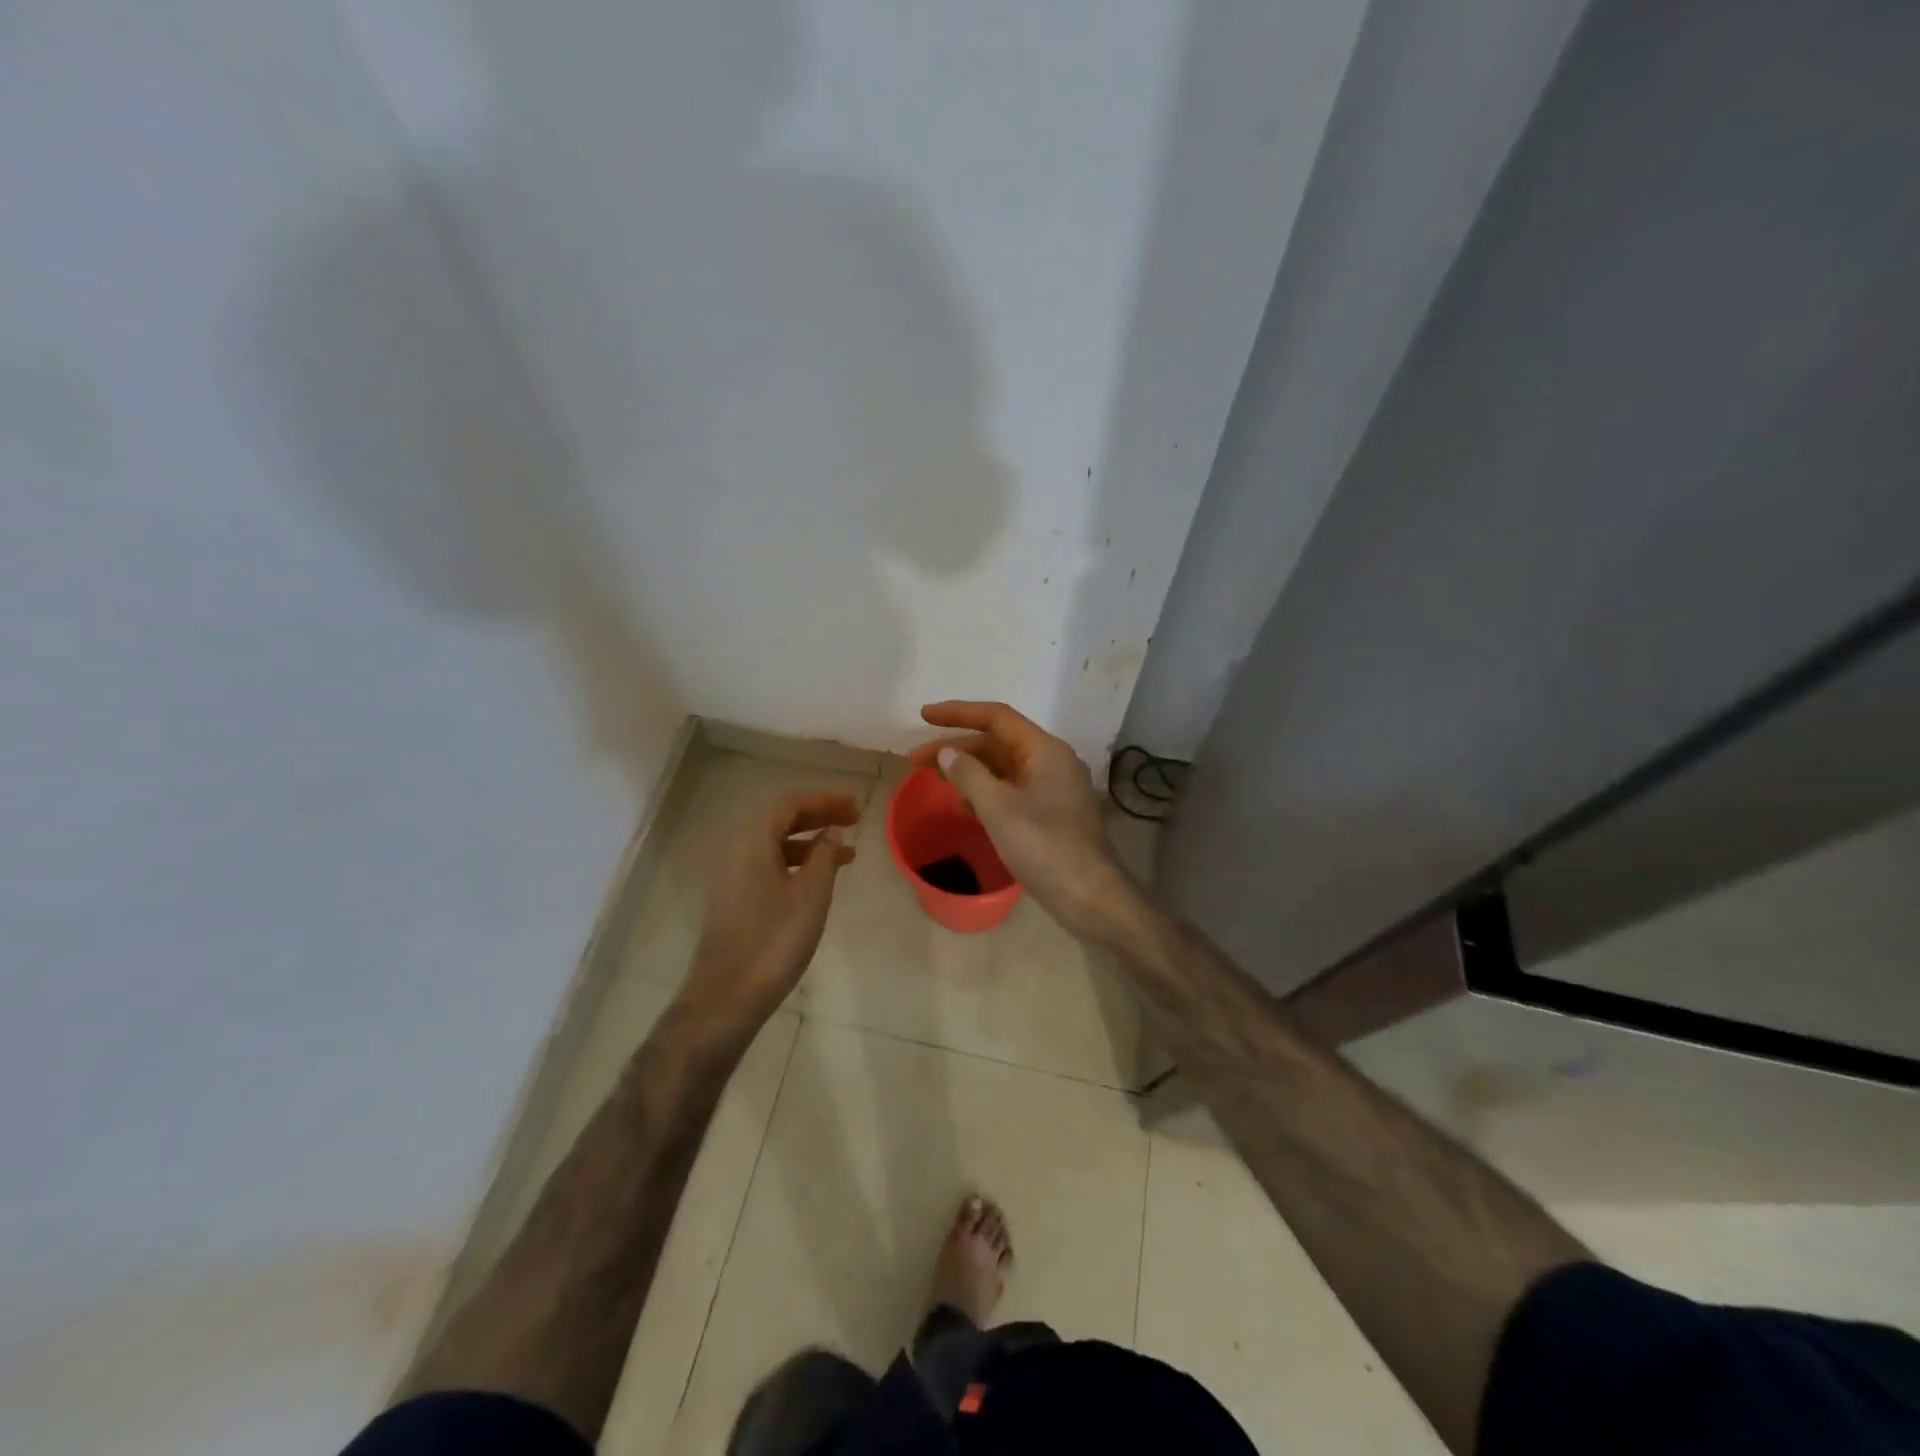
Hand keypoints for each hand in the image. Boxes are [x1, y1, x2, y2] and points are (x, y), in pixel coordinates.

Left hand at [683, 793, 859, 1037]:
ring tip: (845, 854)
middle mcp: (736, 851)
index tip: (855, 807)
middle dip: (818, 817)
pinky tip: (817, 880)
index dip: (825, 801)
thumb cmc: (774, 940)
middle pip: (780, 820)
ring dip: (809, 842)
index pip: (790, 804)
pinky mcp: (731, 899)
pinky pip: (767, 865)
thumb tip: (831, 832)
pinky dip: (795, 863)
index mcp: (753, 842)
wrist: (727, 996)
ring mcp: (730, 876)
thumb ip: (824, 855)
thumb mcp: (812, 894)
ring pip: (774, 844)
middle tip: (853, 821)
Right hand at [909, 701, 1131, 934]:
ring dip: (968, 771)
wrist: (1090, 897)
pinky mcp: (1050, 815)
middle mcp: (1052, 762)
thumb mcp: (999, 808)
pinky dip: (984, 793)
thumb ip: (969, 775)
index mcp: (1045, 751)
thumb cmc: (1045, 847)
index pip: (997, 717)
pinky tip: (962, 807)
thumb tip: (947, 752)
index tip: (924, 716)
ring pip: (1003, 768)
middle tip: (915, 760)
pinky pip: (1011, 792)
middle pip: (997, 743)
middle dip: (957, 747)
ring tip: (933, 779)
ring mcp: (1053, 790)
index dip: (958, 713)